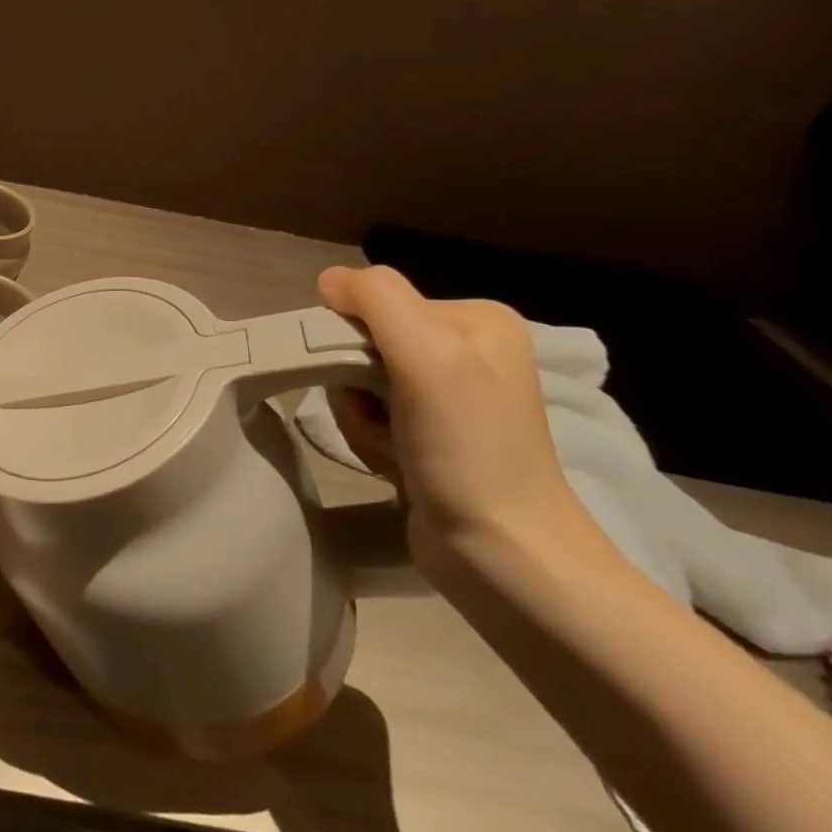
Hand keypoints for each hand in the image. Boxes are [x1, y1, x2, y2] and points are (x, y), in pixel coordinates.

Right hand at [317, 264, 583, 572]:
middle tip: (380, 418)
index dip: (350, 340)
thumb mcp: (428, 355)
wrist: (503, 551)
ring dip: (359, 417)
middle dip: (354, 384)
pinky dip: (370, 439)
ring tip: (391, 447)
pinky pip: (371, 417)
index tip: (365, 380)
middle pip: (363, 344)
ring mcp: (449, 397)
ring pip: (359, 383)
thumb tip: (329, 280)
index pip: (375, 304)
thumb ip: (377, 299)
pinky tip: (395, 463)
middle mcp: (466, 351)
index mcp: (475, 320)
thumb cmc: (468, 447)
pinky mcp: (431, 435)